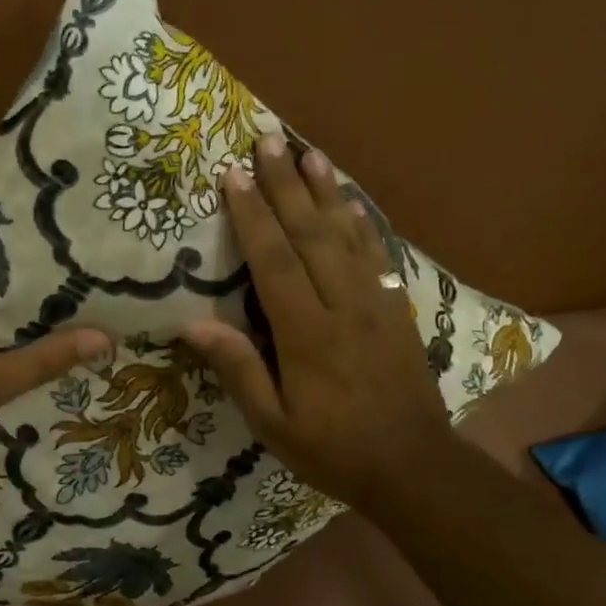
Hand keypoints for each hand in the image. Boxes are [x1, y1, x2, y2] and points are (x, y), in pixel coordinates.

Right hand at [182, 135, 452, 514]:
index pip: (274, 261)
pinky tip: (348, 201)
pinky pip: (375, 254)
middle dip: (286, 184)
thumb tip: (193, 326)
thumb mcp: (274, 425)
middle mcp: (343, 305)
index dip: (253, 215)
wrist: (412, 465)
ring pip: (346, 234)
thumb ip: (239, 371)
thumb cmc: (333, 449)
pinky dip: (359, 222)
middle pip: (311, 233)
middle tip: (268, 140)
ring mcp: (375, 302)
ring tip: (308, 152)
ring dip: (325, 191)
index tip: (234, 175)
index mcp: (307, 334)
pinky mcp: (396, 308)